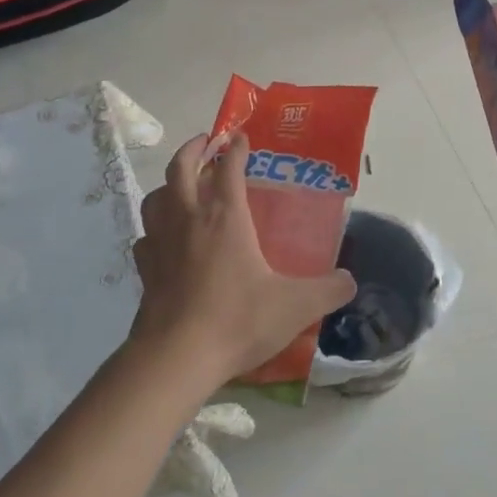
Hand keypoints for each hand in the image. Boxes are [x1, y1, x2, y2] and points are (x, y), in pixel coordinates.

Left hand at [132, 133, 355, 392]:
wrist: (176, 358)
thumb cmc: (237, 320)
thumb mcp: (296, 306)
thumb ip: (329, 290)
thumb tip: (351, 280)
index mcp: (225, 217)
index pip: (228, 168)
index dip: (236, 149)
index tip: (242, 137)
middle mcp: (189, 220)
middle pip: (181, 169)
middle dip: (194, 149)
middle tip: (207, 141)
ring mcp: (161, 244)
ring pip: (156, 198)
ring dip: (168, 185)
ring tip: (181, 186)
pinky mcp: (145, 271)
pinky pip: (145, 238)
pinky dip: (154, 229)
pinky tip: (163, 240)